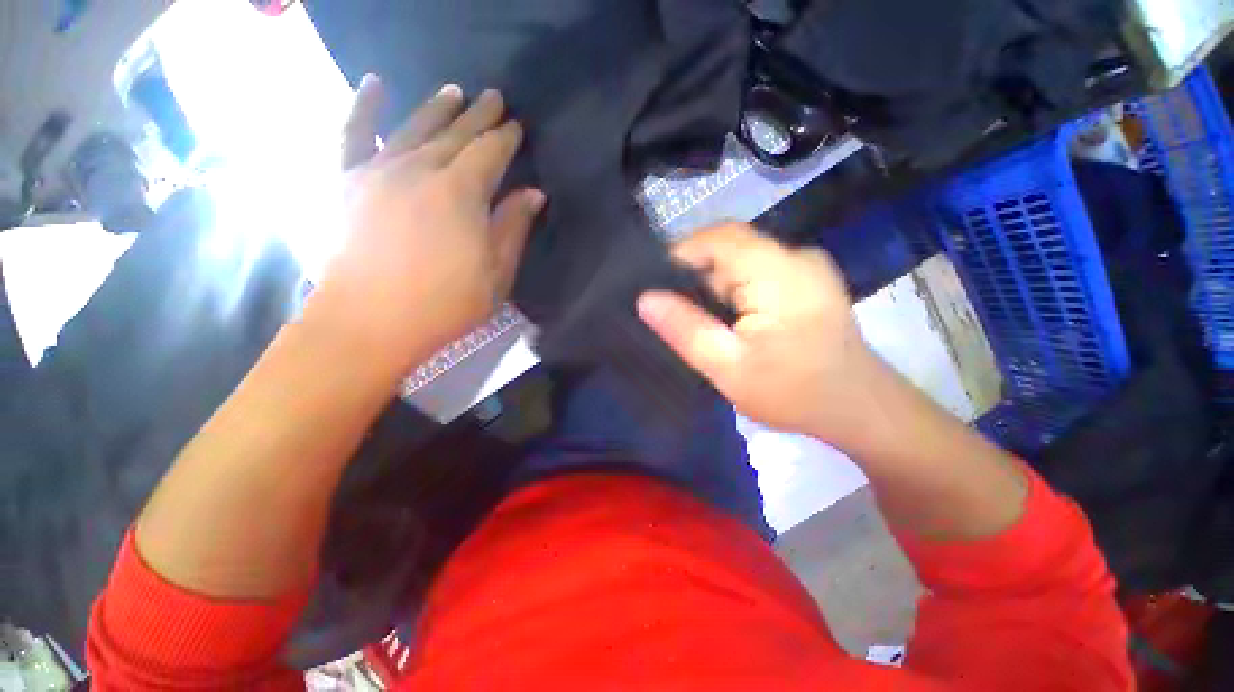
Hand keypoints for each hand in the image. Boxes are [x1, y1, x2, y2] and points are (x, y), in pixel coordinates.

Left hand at [308, 75, 543, 372]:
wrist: (369, 323)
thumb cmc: (444, 305)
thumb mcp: (496, 275)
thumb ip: (514, 229)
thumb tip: (533, 193)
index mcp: (460, 193)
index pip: (490, 153)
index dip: (506, 138)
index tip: (517, 126)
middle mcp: (419, 169)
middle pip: (455, 134)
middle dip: (478, 115)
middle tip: (493, 97)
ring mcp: (378, 170)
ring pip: (414, 127)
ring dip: (437, 107)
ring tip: (454, 90)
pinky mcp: (346, 181)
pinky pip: (353, 134)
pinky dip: (363, 107)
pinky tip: (374, 84)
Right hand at [637, 223, 879, 440]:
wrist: (861, 410)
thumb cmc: (794, 393)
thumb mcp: (729, 368)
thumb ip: (685, 329)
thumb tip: (645, 298)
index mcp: (778, 272)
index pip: (718, 237)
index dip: (680, 253)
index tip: (656, 286)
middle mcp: (795, 256)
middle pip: (729, 246)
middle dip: (696, 275)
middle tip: (676, 313)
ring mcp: (805, 267)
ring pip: (741, 259)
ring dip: (715, 285)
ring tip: (701, 320)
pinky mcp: (807, 280)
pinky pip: (757, 270)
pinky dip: (734, 289)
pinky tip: (728, 319)